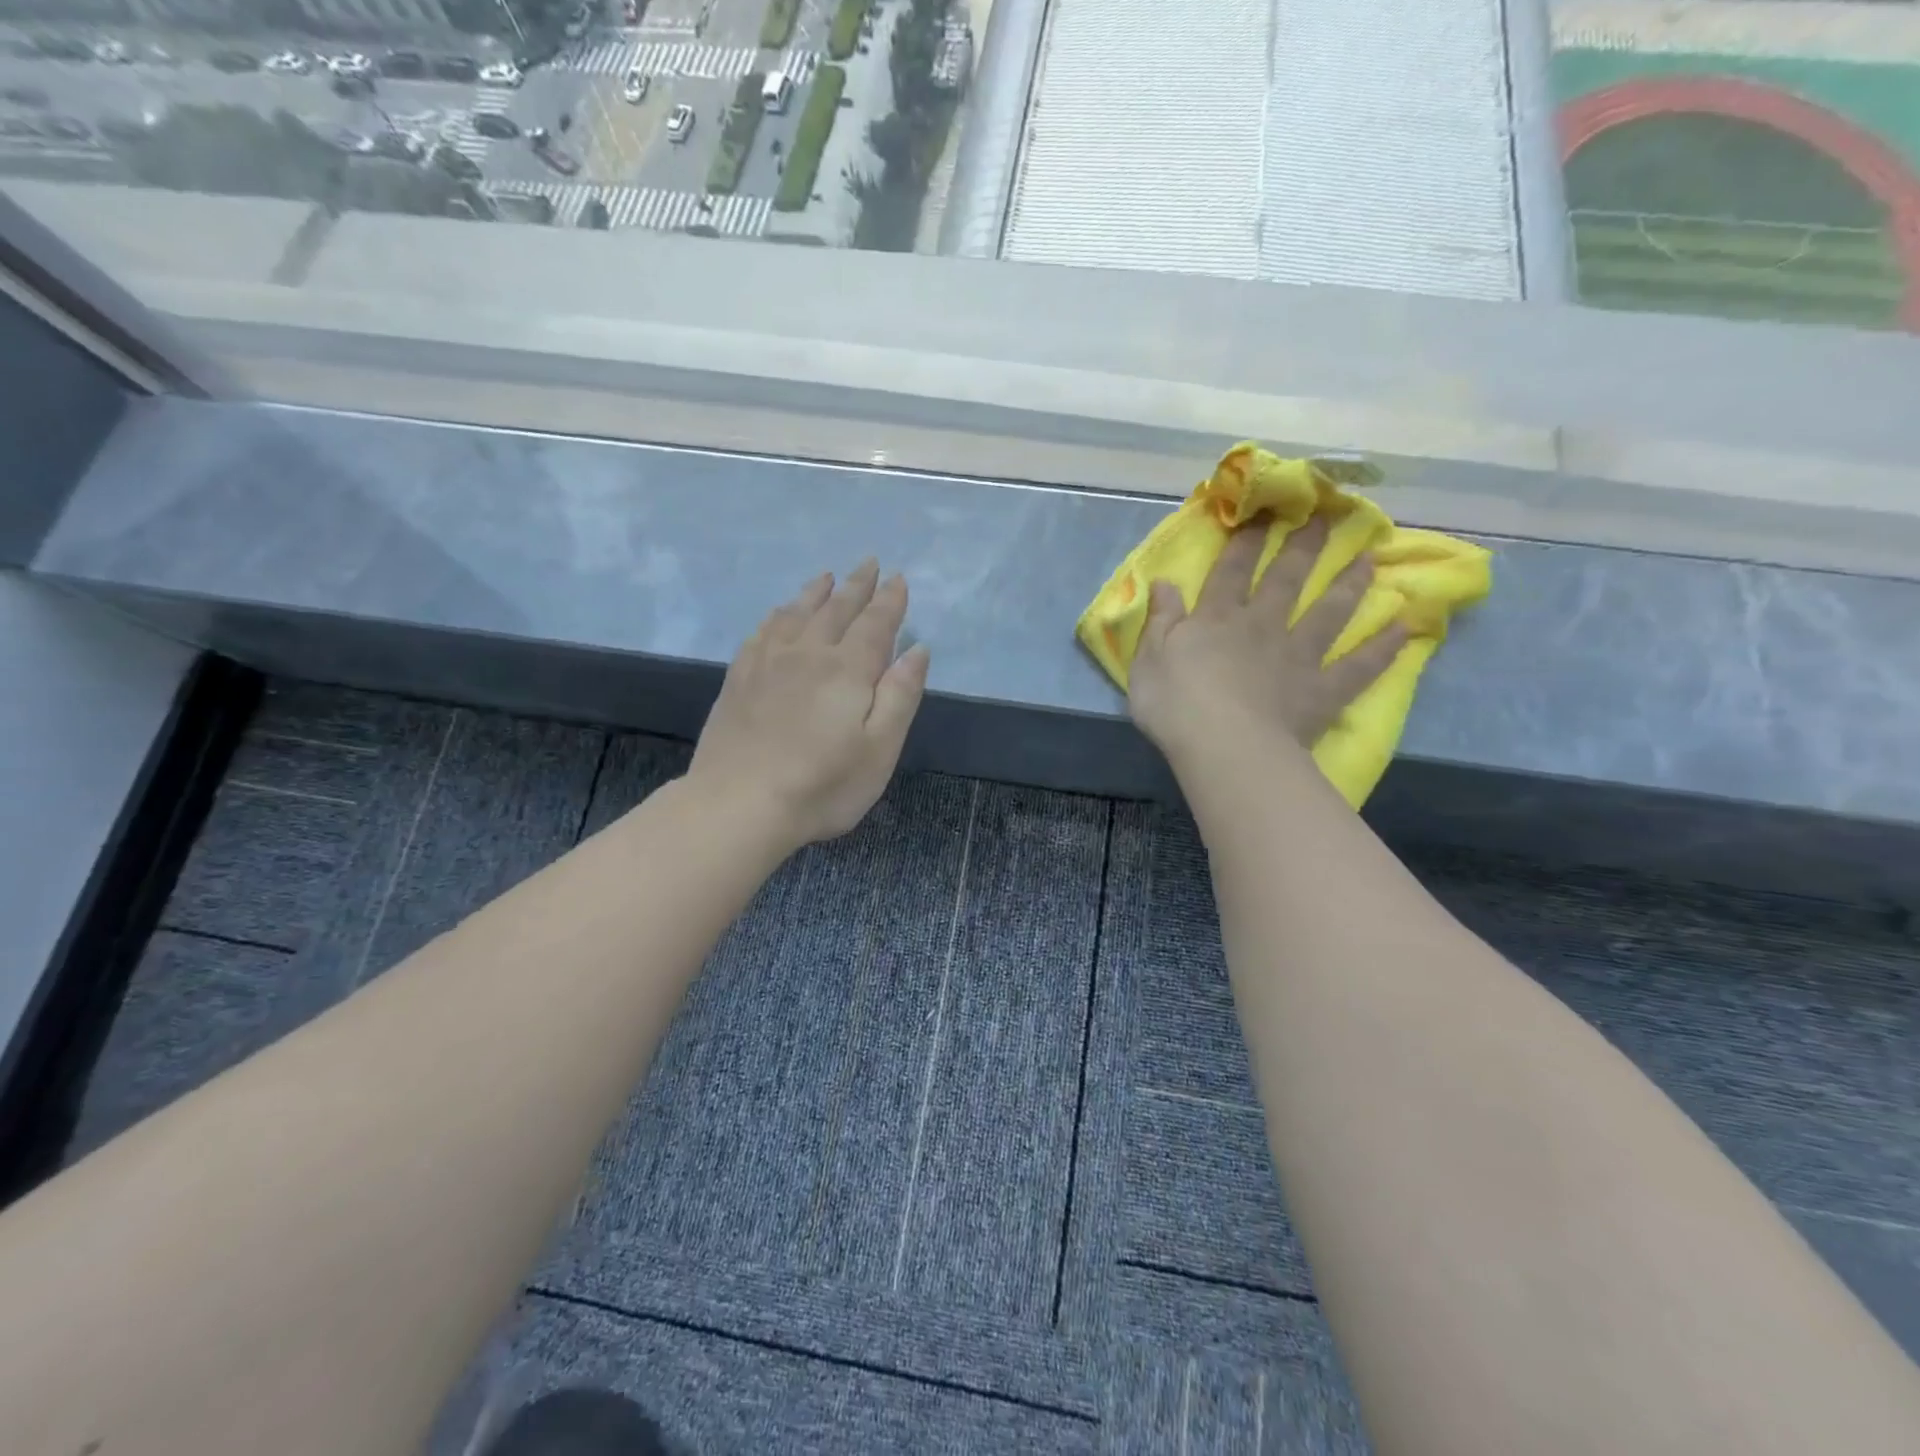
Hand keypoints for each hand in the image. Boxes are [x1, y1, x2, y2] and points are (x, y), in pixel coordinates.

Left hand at [689, 560, 930, 849]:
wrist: (739, 805)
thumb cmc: (822, 786)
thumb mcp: (880, 749)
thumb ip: (900, 696)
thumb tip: (917, 649)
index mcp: (848, 670)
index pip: (875, 624)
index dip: (890, 601)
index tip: (899, 578)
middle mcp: (808, 654)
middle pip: (836, 610)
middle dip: (856, 586)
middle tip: (869, 563)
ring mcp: (767, 663)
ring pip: (796, 613)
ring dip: (816, 592)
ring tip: (826, 577)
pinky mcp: (739, 679)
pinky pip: (762, 631)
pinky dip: (777, 615)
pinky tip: (779, 613)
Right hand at [1128, 516, 1405, 773]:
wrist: (1224, 747)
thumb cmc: (1175, 704)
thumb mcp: (1148, 660)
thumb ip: (1160, 620)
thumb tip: (1164, 581)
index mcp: (1217, 620)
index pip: (1232, 571)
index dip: (1247, 540)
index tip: (1265, 511)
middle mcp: (1262, 627)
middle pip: (1287, 580)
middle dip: (1305, 546)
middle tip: (1328, 517)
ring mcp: (1297, 657)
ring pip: (1328, 613)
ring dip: (1349, 585)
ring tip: (1370, 559)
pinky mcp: (1322, 691)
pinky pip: (1358, 666)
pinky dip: (1383, 648)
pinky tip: (1405, 627)